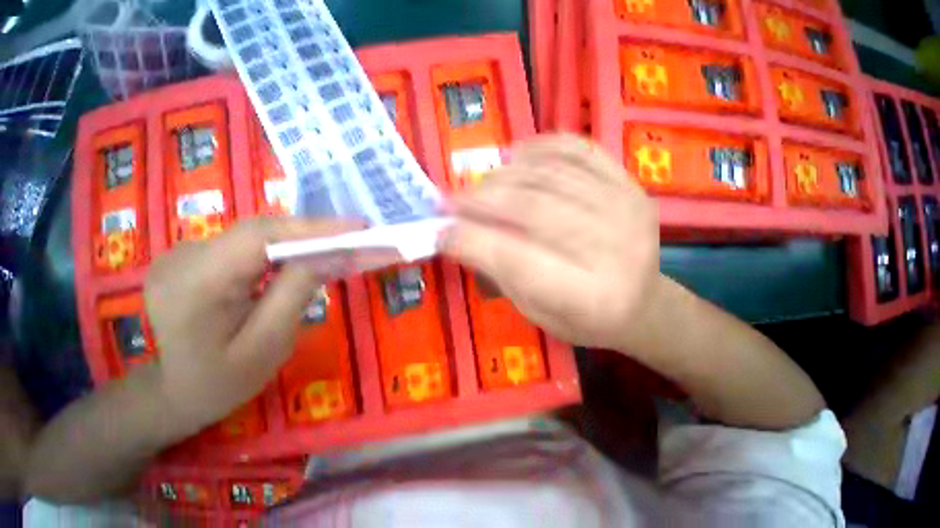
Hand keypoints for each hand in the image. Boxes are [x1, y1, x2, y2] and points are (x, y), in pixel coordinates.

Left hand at [144, 217, 358, 432]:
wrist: (173, 393)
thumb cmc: (222, 380)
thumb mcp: (269, 342)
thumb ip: (298, 292)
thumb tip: (333, 254)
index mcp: (197, 283)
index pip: (261, 236)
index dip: (314, 227)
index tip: (359, 228)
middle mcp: (185, 257)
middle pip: (262, 231)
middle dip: (315, 232)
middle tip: (357, 236)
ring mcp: (186, 253)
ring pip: (258, 235)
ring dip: (302, 239)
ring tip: (339, 245)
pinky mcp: (196, 256)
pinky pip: (249, 244)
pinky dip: (284, 246)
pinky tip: (304, 257)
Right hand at [442, 135, 659, 350]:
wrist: (643, 304)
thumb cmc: (583, 318)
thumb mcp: (535, 312)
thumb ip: (499, 273)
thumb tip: (459, 235)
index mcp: (585, 296)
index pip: (514, 259)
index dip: (470, 240)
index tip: (440, 231)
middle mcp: (610, 248)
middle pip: (531, 210)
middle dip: (479, 201)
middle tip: (449, 200)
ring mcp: (625, 208)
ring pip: (548, 176)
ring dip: (501, 176)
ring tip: (477, 185)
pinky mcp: (629, 184)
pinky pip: (578, 150)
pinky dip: (540, 147)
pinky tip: (516, 157)